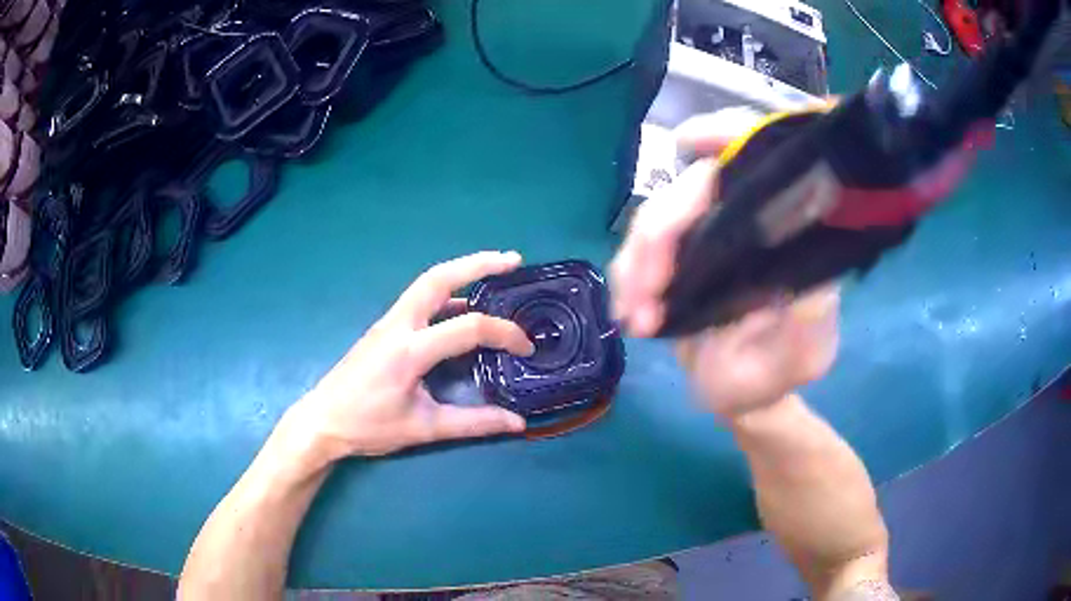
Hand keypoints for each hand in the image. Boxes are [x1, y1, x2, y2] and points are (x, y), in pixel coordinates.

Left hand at [290, 251, 534, 458]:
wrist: (323, 421)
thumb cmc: (369, 426)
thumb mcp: (424, 429)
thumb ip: (473, 423)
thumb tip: (517, 423)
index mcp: (409, 350)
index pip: (467, 327)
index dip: (503, 333)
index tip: (526, 347)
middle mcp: (398, 325)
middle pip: (439, 278)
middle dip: (478, 264)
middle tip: (514, 261)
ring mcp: (388, 322)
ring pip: (427, 284)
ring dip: (462, 272)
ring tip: (495, 272)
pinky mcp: (384, 328)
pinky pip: (419, 300)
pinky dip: (447, 294)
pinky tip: (463, 307)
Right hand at [610, 109, 839, 418]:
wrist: (738, 394)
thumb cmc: (776, 374)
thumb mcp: (803, 356)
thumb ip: (808, 328)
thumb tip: (805, 290)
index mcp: (788, 231)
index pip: (764, 162)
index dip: (729, 135)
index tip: (690, 140)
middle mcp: (748, 219)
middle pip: (695, 185)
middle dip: (661, 231)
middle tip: (647, 295)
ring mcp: (708, 234)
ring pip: (658, 213)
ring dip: (637, 261)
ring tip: (636, 317)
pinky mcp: (676, 255)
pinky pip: (639, 247)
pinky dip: (626, 275)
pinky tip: (629, 313)